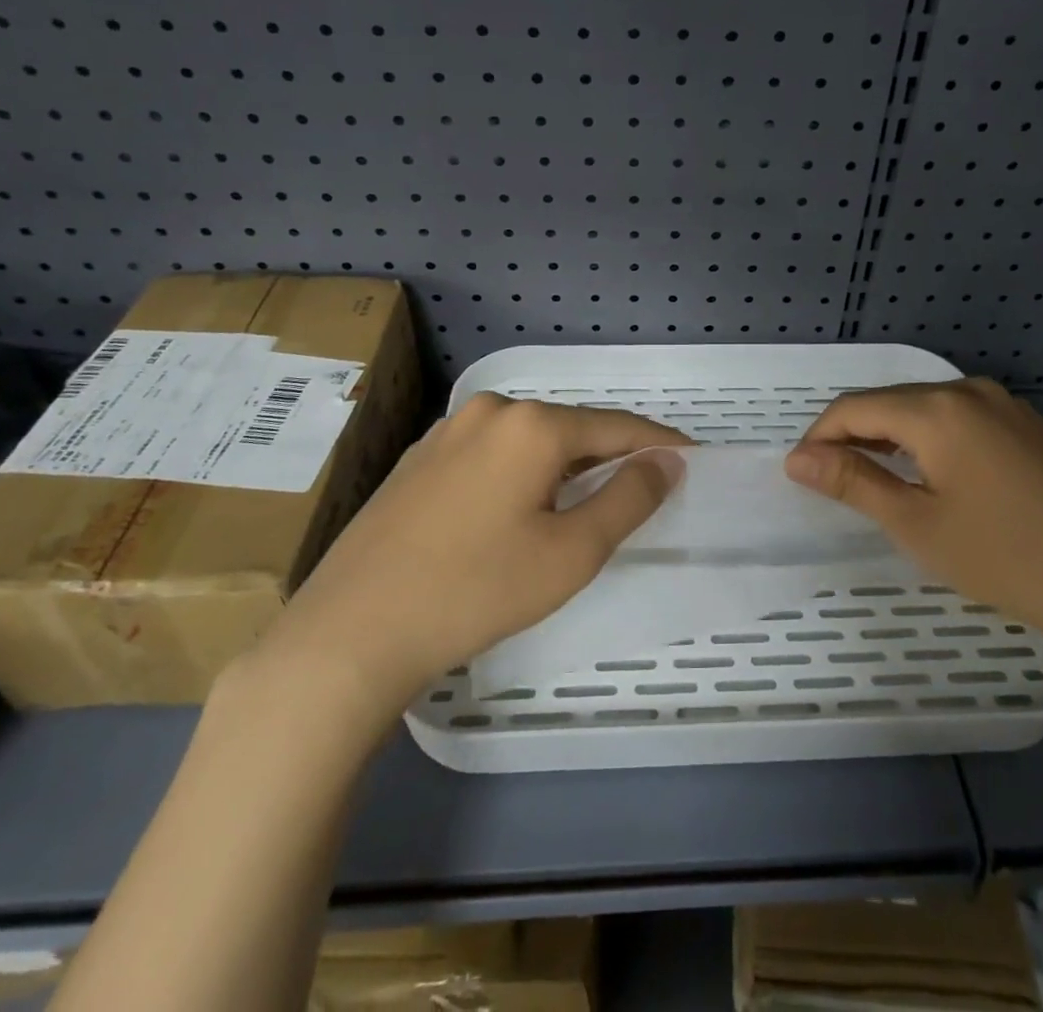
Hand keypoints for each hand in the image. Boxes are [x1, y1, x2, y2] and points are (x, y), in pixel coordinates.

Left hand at [254, 394, 687, 715]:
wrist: (351, 632)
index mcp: (532, 424)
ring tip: (586, 501)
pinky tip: (521, 508)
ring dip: (566, 465)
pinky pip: (492, 453)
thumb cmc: (476, 591)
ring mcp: (447, 431)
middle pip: (571, 428)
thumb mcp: (571, 552)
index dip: (658, 444)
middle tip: (641, 489)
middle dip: (611, 455)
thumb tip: (667, 461)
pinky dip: (523, 472)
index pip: (616, 426)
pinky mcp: (420, 458)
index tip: (691, 459)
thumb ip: (629, 498)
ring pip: (529, 441)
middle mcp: (490, 411)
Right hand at [783, 379, 1042, 674]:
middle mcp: (968, 390)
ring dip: (890, 437)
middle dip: (853, 435)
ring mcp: (1005, 405)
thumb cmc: (1004, 556)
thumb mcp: (916, 523)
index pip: (854, 407)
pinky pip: (959, 419)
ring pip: (925, 409)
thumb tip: (797, 459)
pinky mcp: (1028, 426)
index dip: (819, 437)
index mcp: (936, 408)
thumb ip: (853, 482)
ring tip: (875, 480)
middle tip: (833, 482)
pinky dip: (929, 440)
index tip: (801, 474)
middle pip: (889, 402)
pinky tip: (932, 475)